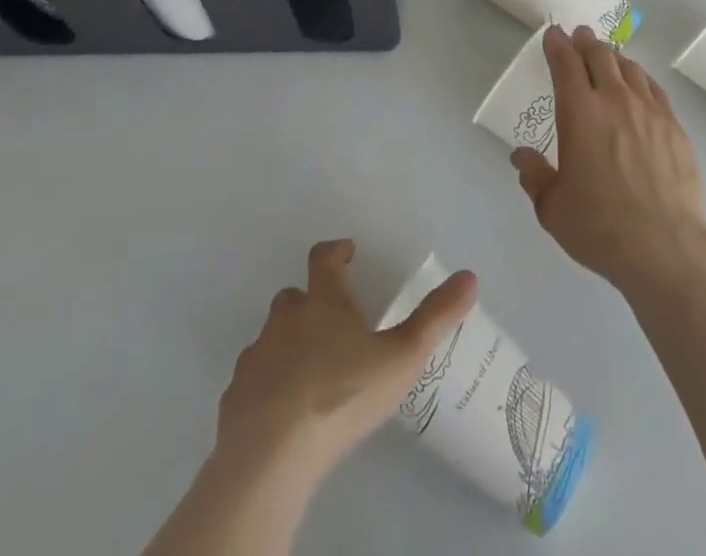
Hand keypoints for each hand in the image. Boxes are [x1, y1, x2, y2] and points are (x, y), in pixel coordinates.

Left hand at [214, 239, 476, 483]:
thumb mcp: (402, 356)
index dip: (336, 251)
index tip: (347, 252)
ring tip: (310, 372)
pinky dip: (266, 386)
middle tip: (332, 323)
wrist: (272, 455)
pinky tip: (283, 413)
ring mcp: (256, 358)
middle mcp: (285, 320)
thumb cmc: (343, 393)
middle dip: (310, 303)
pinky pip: (252, 381)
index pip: (324, 259)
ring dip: (287, 345)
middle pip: (293, 297)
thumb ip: (436, 317)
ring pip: (271, 339)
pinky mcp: (235, 398)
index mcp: (322, 302)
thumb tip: (470, 275)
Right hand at [510, 26, 705, 298]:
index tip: (553, 34)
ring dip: (613, 56)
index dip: (557, 45)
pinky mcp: (674, 126)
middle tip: (580, 36)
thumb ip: (534, 176)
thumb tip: (521, 156)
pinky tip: (639, 83)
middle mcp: (614, 100)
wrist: (664, 246)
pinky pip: (654, 88)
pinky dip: (640, 78)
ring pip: (629, 68)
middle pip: (599, 56)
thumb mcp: (552, 207)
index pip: (565, 64)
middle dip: (586, 42)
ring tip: (607, 55)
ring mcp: (649, 110)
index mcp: (579, 112)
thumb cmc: (599, 226)